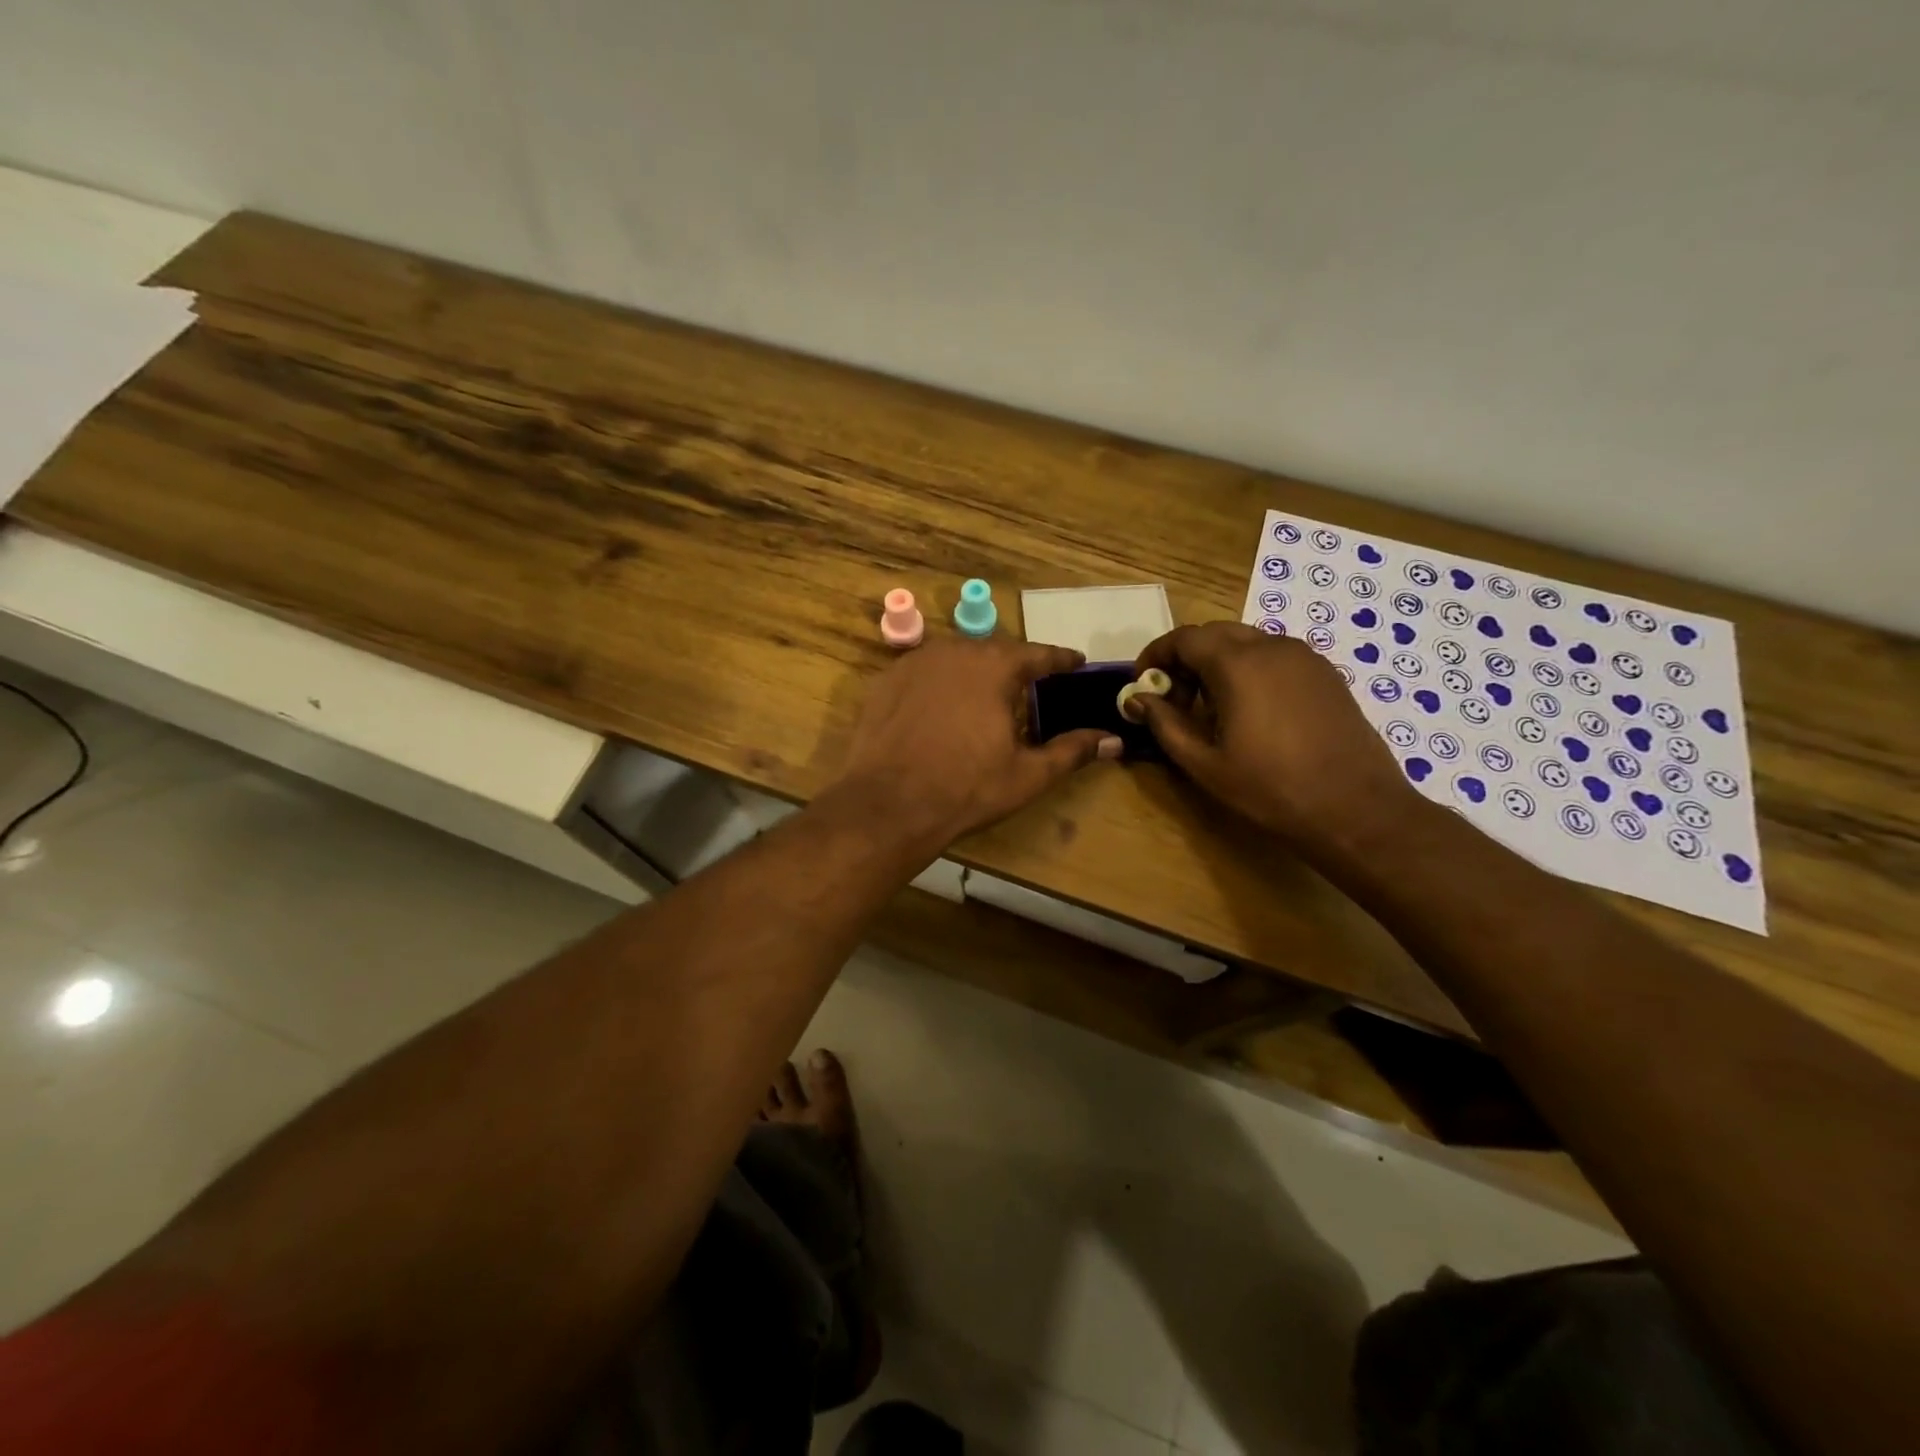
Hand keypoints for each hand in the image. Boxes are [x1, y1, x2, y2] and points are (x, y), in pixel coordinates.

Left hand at [829, 638, 1120, 850]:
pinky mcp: (886, 680)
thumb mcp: (1028, 774)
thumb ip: (1072, 751)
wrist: (888, 804)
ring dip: (976, 671)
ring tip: (987, 695)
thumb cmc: (966, 788)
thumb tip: (1114, 740)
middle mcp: (955, 652)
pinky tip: (943, 706)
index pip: (1038, 654)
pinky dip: (941, 682)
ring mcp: (915, 662)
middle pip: (995, 651)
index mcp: (994, 667)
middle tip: (1031, 686)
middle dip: (1016, 666)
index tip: (1076, 662)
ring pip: (957, 657)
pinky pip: (924, 671)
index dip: (1060, 659)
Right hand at [1133, 622, 1419, 852]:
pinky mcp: (1325, 673)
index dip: (1155, 656)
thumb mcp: (1204, 763)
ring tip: (1211, 710)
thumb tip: (1136, 699)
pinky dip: (1249, 670)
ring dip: (1217, 664)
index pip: (1184, 638)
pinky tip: (1251, 712)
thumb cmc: (1271, 789)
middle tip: (1175, 700)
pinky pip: (1274, 656)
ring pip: (1246, 643)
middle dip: (1186, 659)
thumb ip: (1165, 723)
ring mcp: (1304, 657)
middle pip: (1214, 634)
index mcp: (1238, 664)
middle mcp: (1272, 647)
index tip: (1142, 684)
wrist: (1356, 809)